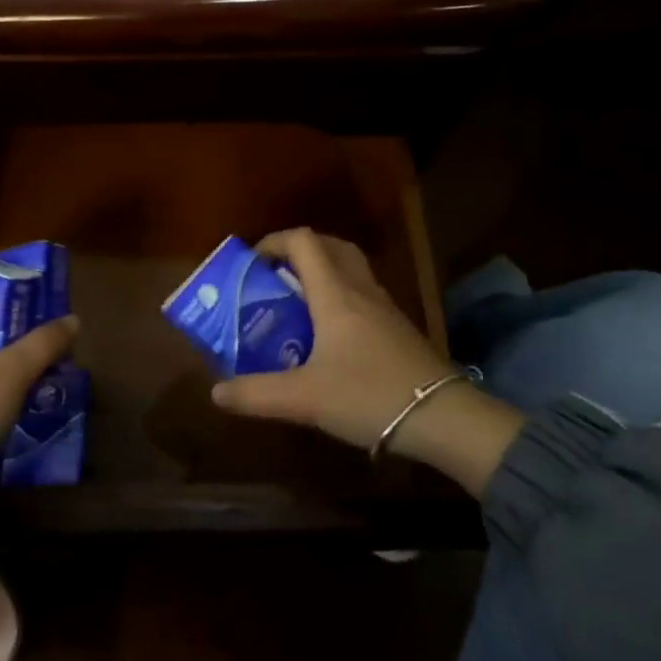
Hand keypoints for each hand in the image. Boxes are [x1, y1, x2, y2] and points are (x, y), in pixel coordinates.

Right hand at [210, 229, 524, 497]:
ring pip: (351, 267)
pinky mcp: (398, 327)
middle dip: (299, 250)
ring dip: (323, 269)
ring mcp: (384, 306)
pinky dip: (341, 293)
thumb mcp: (304, 399)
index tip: (253, 263)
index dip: (275, 241)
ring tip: (298, 300)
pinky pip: (363, 292)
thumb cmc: (369, 396)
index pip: (304, 241)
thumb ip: (256, 394)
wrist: (443, 418)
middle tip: (275, 274)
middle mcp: (360, 289)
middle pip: (331, 245)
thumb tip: (216, 393)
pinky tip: (331, 332)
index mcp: (335, 294)